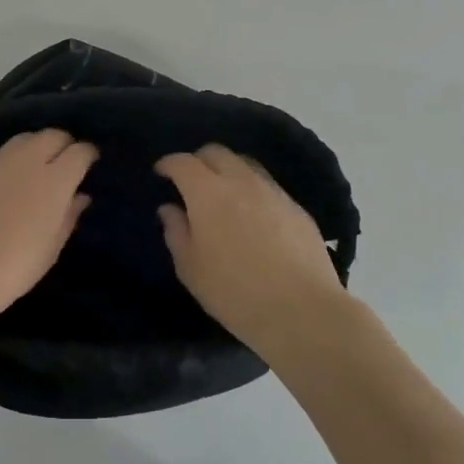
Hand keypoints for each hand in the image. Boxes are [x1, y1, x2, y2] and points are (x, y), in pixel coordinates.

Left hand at [0, 130, 98, 316]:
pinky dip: (10, 163)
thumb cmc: (11, 269)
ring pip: (24, 139)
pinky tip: (5, 185)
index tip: (90, 166)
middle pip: (52, 135)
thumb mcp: (50, 249)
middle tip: (65, 166)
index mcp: (54, 180)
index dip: (88, 156)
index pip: (80, 151)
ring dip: (36, 148)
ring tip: (36, 171)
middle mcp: (26, 161)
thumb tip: (80, 196)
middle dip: (63, 145)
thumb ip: (68, 216)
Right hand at [156, 144, 349, 353]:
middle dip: (198, 160)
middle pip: (216, 152)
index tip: (161, 172)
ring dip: (228, 170)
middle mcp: (241, 182)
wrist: (302, 310)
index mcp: (208, 193)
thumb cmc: (235, 292)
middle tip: (191, 182)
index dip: (168, 163)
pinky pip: (268, 185)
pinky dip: (253, 190)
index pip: (183, 162)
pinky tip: (253, 215)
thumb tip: (170, 209)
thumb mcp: (191, 269)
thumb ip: (176, 232)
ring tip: (223, 194)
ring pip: (245, 164)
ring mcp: (273, 192)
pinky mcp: (296, 207)